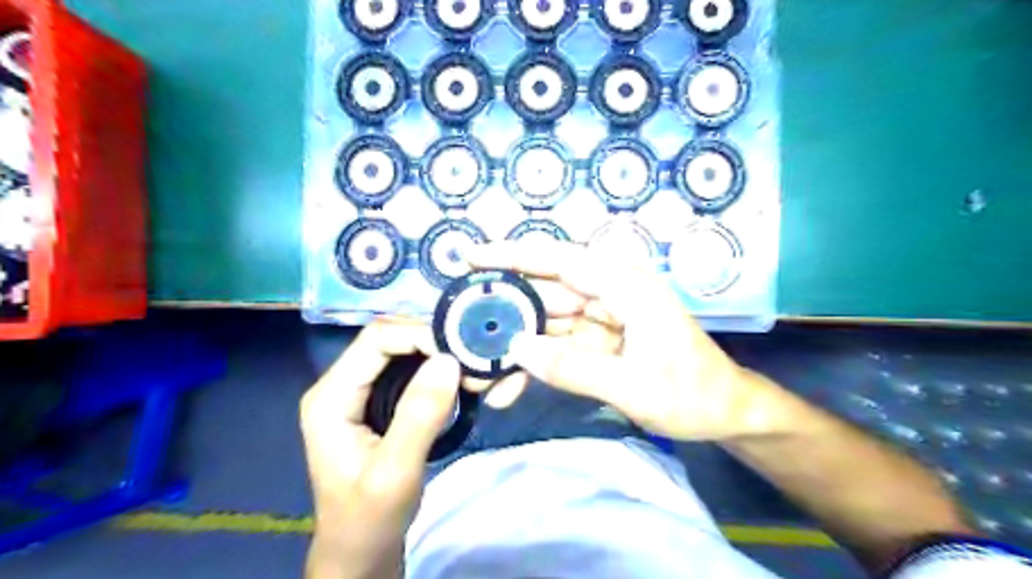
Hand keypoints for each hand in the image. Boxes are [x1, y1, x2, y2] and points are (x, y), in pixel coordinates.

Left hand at [299, 323, 459, 575]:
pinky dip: (440, 370)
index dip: (420, 334)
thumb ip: (419, 415)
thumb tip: (448, 360)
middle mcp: (343, 383)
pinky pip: (412, 369)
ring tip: (475, 371)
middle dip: (436, 343)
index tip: (462, 351)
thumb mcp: (395, 472)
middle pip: (392, 338)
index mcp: (331, 395)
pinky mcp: (380, 400)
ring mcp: (361, 390)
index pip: (376, 339)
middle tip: (474, 361)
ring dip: (442, 355)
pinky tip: (463, 381)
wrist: (361, 550)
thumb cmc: (370, 517)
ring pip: (406, 351)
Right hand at [467, 243, 782, 439]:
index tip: (470, 257)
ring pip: (546, 322)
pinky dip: (534, 363)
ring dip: (515, 344)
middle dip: (504, 311)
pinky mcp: (598, 340)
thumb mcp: (633, 386)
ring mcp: (602, 317)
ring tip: (479, 369)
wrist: (723, 413)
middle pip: (545, 291)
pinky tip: (509, 386)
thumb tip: (516, 347)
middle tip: (461, 329)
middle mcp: (610, 293)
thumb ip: (573, 368)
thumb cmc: (690, 394)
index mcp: (625, 287)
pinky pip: (558, 345)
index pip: (559, 260)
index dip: (512, 256)